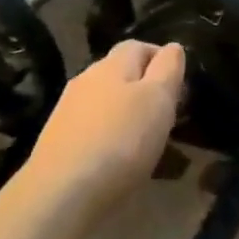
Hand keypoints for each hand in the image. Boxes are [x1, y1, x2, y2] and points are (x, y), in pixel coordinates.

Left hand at [24, 41, 183, 207]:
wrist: (62, 193)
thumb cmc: (121, 141)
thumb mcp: (158, 99)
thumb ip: (168, 69)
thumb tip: (172, 47)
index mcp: (112, 65)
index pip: (139, 46)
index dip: (161, 58)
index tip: (180, 85)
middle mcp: (86, 80)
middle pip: (120, 73)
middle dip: (145, 88)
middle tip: (168, 115)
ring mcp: (68, 111)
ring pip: (106, 102)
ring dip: (127, 114)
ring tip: (147, 142)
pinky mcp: (59, 141)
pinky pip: (93, 129)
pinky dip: (111, 137)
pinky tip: (119, 161)